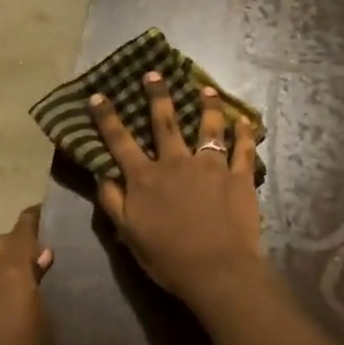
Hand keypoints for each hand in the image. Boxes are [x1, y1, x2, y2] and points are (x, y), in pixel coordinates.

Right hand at [92, 72, 264, 301]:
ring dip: (207, 106)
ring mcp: (211, 166)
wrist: (217, 270)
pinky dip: (245, 132)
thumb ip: (112, 201)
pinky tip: (245, 120)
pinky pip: (244, 148)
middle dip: (157, 96)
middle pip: (165, 122)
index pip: (120, 141)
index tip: (98, 96)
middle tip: (154, 74)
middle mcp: (176, 163)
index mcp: (145, 177)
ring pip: (209, 127)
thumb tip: (100, 173)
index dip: (107, 118)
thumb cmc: (168, 257)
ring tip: (207, 90)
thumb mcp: (128, 233)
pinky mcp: (239, 176)